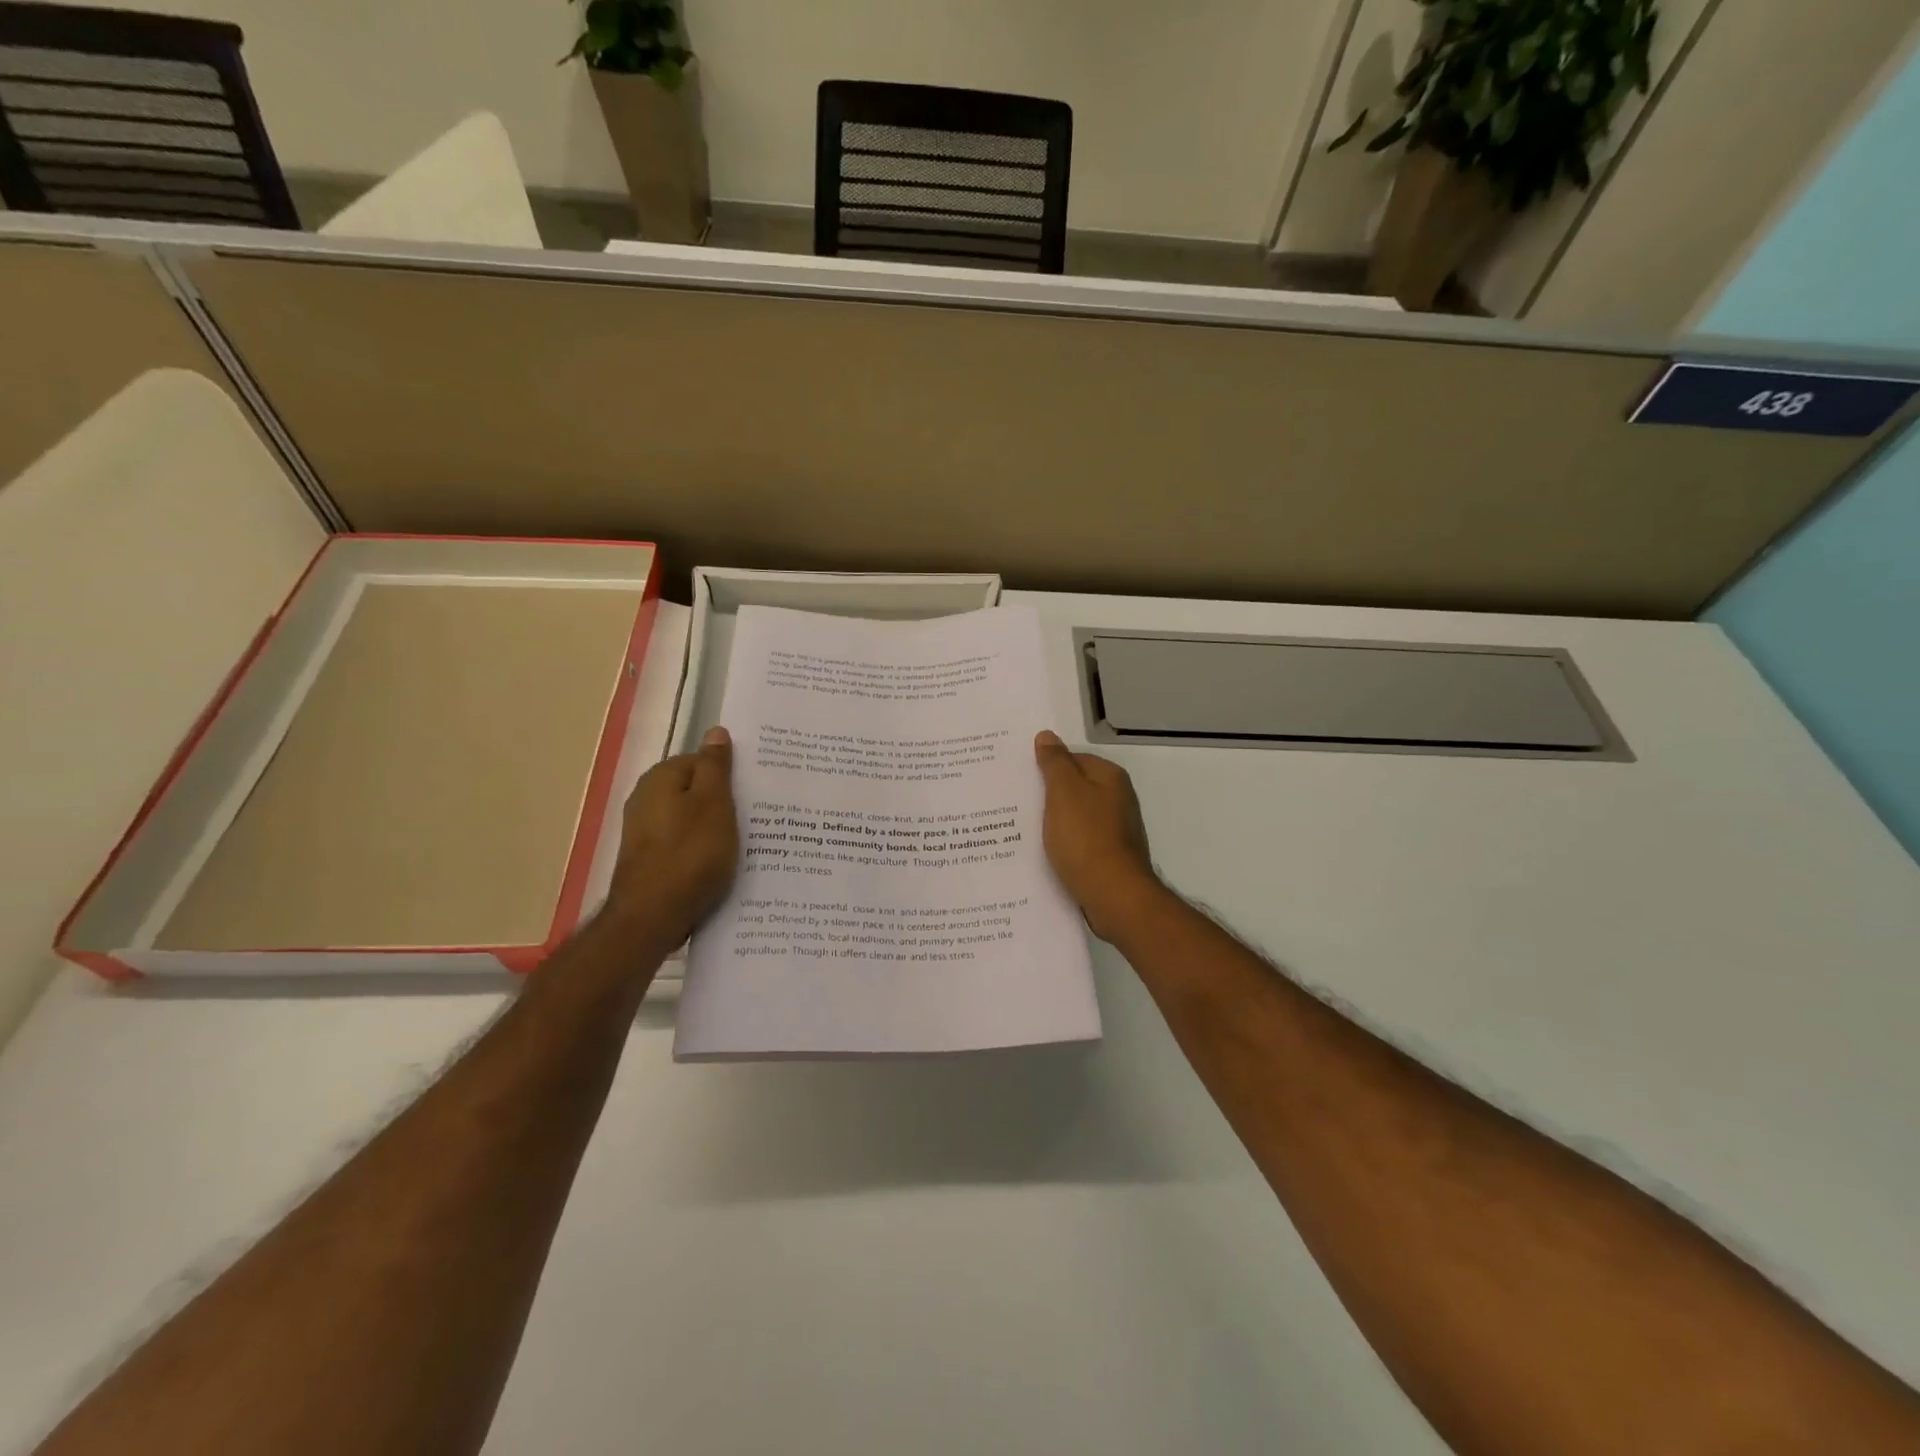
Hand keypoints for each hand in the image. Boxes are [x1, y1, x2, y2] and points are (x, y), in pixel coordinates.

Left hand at [607, 727, 739, 946]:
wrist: (652, 917)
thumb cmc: (690, 854)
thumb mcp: (714, 803)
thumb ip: (715, 766)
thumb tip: (715, 731)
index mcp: (661, 778)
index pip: (702, 761)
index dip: (730, 776)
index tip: (754, 793)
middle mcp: (646, 799)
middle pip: (695, 790)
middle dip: (724, 803)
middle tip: (756, 819)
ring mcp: (644, 832)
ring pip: (691, 820)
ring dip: (715, 829)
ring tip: (745, 845)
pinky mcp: (649, 860)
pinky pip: (684, 844)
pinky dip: (702, 851)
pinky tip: (720, 866)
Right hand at [1034, 730, 1162, 942]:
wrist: (1113, 896)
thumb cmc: (1086, 839)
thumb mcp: (1064, 793)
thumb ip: (1054, 763)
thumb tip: (1047, 735)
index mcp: (1110, 777)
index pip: (1071, 759)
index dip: (1045, 767)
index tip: (1019, 779)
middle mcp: (1117, 799)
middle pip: (1074, 787)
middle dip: (1046, 795)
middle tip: (1013, 803)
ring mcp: (1116, 829)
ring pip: (1075, 816)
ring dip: (1052, 822)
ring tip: (1021, 829)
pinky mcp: (1109, 856)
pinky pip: (1079, 841)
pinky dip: (1062, 844)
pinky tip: (1043, 854)